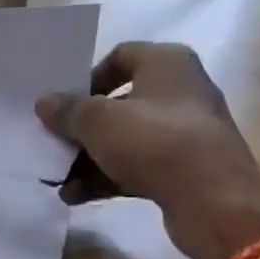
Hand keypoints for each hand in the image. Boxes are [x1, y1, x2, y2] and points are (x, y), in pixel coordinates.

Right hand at [36, 43, 259, 258]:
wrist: (214, 202)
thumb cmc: (154, 142)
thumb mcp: (98, 121)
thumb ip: (67, 110)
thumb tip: (44, 103)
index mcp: (167, 63)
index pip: (120, 56)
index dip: (88, 77)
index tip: (65, 102)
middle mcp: (181, 91)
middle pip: (119, 102)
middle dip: (83, 125)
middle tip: (54, 140)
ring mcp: (185, 133)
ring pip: (126, 138)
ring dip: (89, 157)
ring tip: (58, 177)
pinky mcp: (185, 169)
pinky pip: (137, 166)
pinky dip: (107, 177)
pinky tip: (75, 196)